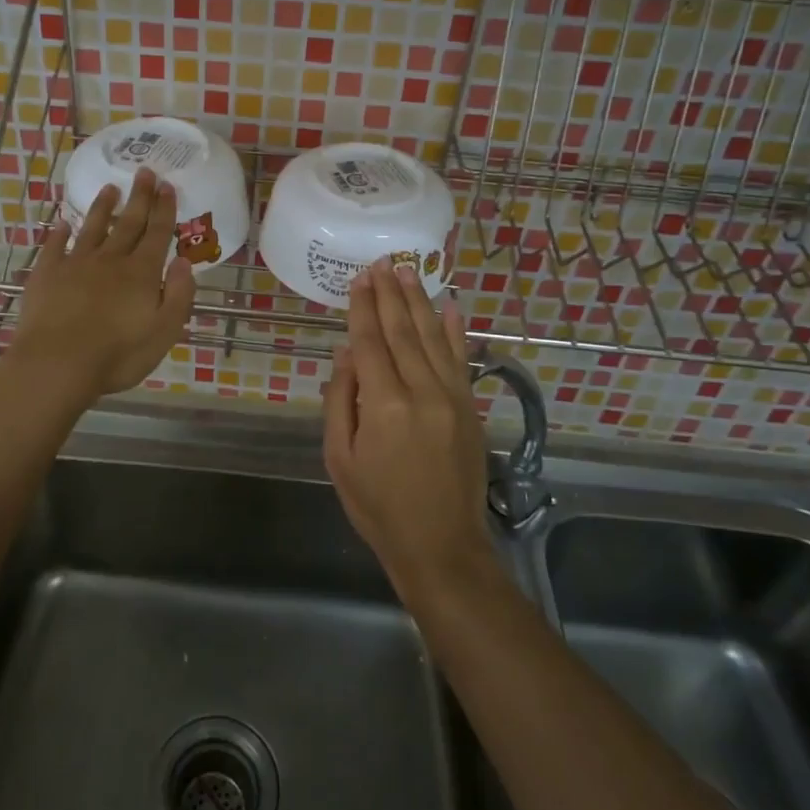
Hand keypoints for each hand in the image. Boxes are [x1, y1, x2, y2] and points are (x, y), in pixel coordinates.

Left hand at [4, 168, 195, 405]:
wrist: (56, 364)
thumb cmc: (117, 355)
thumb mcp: (164, 332)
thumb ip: (178, 295)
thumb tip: (183, 261)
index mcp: (141, 273)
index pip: (157, 233)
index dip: (164, 209)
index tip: (167, 185)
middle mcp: (110, 260)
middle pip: (128, 222)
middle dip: (139, 197)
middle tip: (145, 172)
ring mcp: (75, 264)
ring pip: (92, 228)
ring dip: (103, 207)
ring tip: (110, 188)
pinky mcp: (46, 274)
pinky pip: (55, 246)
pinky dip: (59, 232)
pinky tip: (61, 223)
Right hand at [323, 259, 495, 603]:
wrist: (441, 545)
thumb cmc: (378, 507)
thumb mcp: (340, 458)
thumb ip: (341, 401)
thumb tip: (346, 353)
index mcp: (384, 405)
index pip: (370, 342)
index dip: (363, 308)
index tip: (359, 278)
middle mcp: (422, 392)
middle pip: (402, 331)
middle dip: (390, 294)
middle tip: (382, 263)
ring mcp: (452, 398)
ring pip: (433, 338)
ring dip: (418, 302)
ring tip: (408, 272)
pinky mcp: (470, 408)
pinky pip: (461, 360)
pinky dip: (455, 331)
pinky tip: (450, 307)